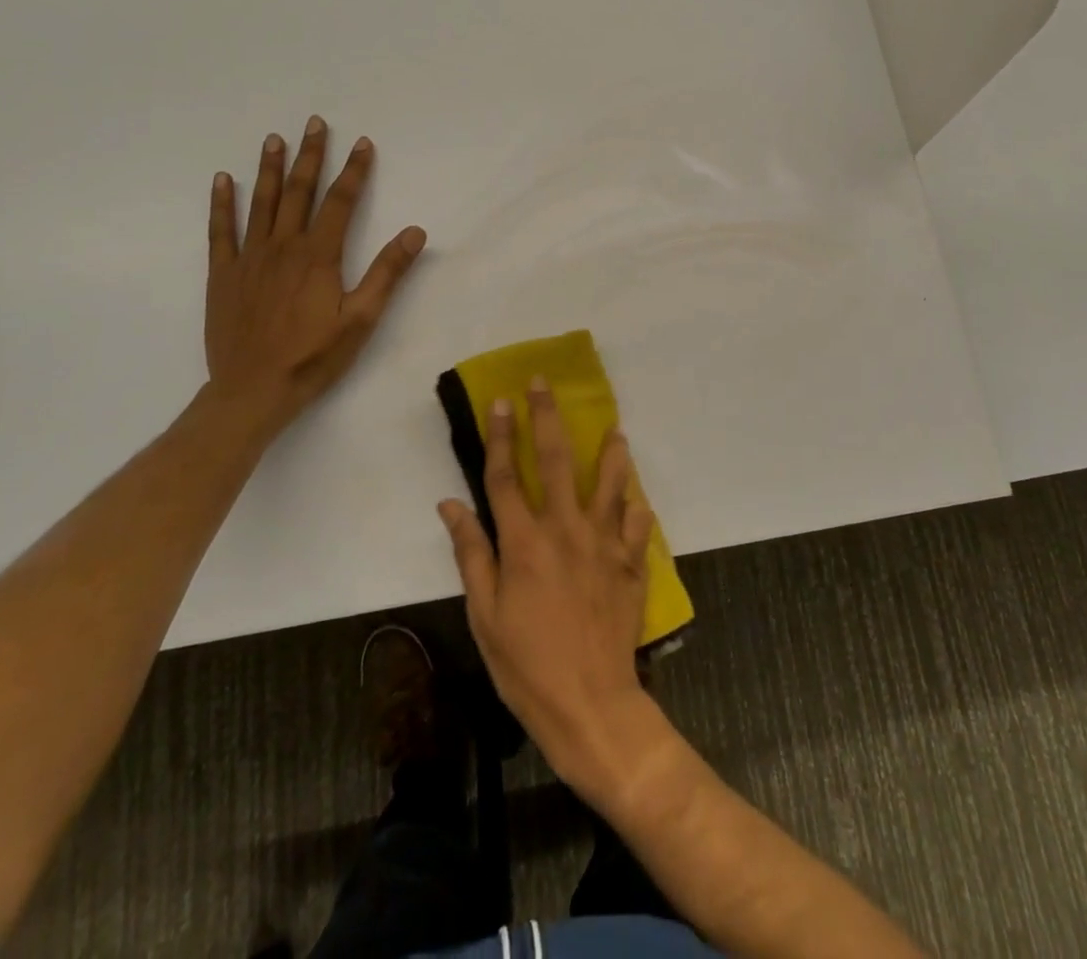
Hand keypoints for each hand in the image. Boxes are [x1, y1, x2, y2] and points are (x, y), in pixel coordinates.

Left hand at [205, 116, 426, 432]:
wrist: (253, 390)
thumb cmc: (314, 357)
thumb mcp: (362, 318)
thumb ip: (387, 272)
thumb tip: (415, 232)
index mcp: (319, 256)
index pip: (340, 202)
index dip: (354, 171)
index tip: (363, 144)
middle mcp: (282, 247)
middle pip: (300, 193)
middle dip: (311, 156)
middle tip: (315, 123)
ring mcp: (249, 258)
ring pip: (261, 203)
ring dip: (270, 169)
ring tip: (275, 139)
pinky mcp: (223, 275)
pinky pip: (220, 231)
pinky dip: (222, 203)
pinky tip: (224, 180)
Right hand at [440, 382, 662, 798]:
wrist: (590, 703)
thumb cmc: (526, 664)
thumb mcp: (484, 615)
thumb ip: (471, 554)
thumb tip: (450, 505)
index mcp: (524, 541)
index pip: (507, 475)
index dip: (502, 435)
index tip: (502, 401)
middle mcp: (565, 528)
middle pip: (557, 461)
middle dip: (548, 417)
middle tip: (545, 384)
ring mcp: (604, 542)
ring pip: (610, 481)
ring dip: (611, 451)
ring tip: (614, 428)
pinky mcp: (631, 561)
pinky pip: (637, 522)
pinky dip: (637, 505)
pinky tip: (637, 494)